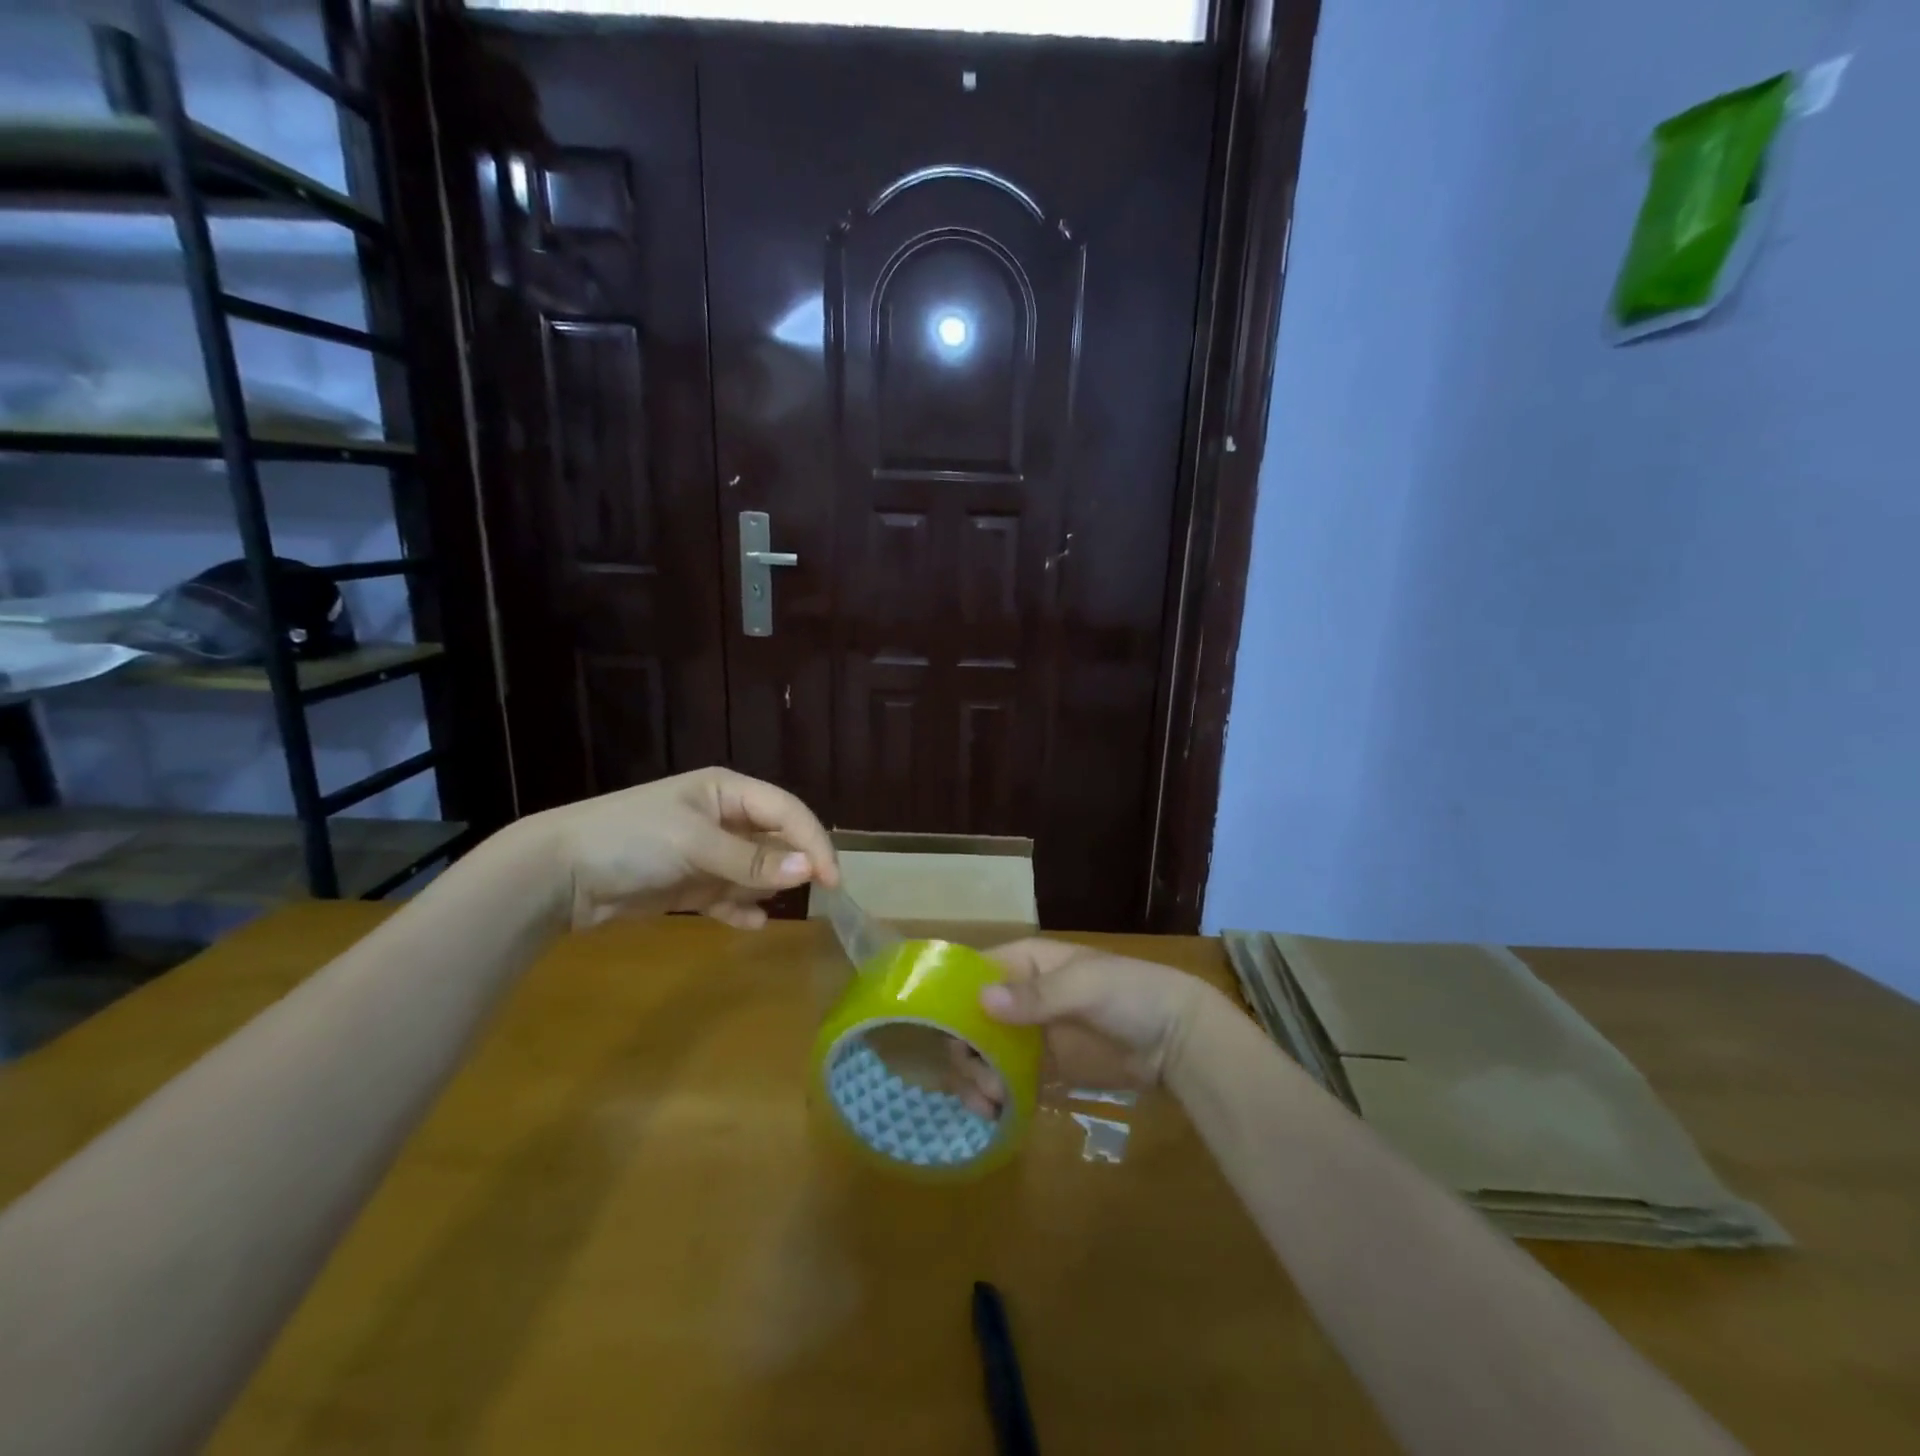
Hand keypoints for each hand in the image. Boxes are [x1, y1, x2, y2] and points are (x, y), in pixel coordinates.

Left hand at [519, 767, 838, 929]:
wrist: (558, 875)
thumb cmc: (631, 840)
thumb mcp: (694, 844)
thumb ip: (751, 861)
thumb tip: (807, 871)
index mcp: (727, 792)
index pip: (787, 811)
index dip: (813, 842)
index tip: (832, 880)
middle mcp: (723, 818)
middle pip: (776, 840)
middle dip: (790, 866)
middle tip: (807, 895)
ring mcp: (707, 853)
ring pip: (756, 871)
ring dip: (762, 889)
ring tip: (752, 903)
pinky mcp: (691, 885)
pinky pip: (730, 897)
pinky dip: (742, 910)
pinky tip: (750, 923)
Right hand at [951, 939, 1214, 1112]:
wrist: (1178, 1039)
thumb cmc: (1132, 994)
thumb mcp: (1087, 986)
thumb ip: (1037, 996)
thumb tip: (982, 1000)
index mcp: (1026, 963)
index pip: (974, 974)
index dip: (954, 999)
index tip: (946, 1035)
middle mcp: (1019, 997)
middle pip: (971, 1021)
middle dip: (965, 1052)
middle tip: (982, 1084)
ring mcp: (1030, 1036)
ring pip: (982, 1055)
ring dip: (976, 1079)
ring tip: (990, 1106)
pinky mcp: (1043, 1071)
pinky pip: (1006, 1082)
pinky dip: (995, 1098)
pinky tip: (996, 1116)